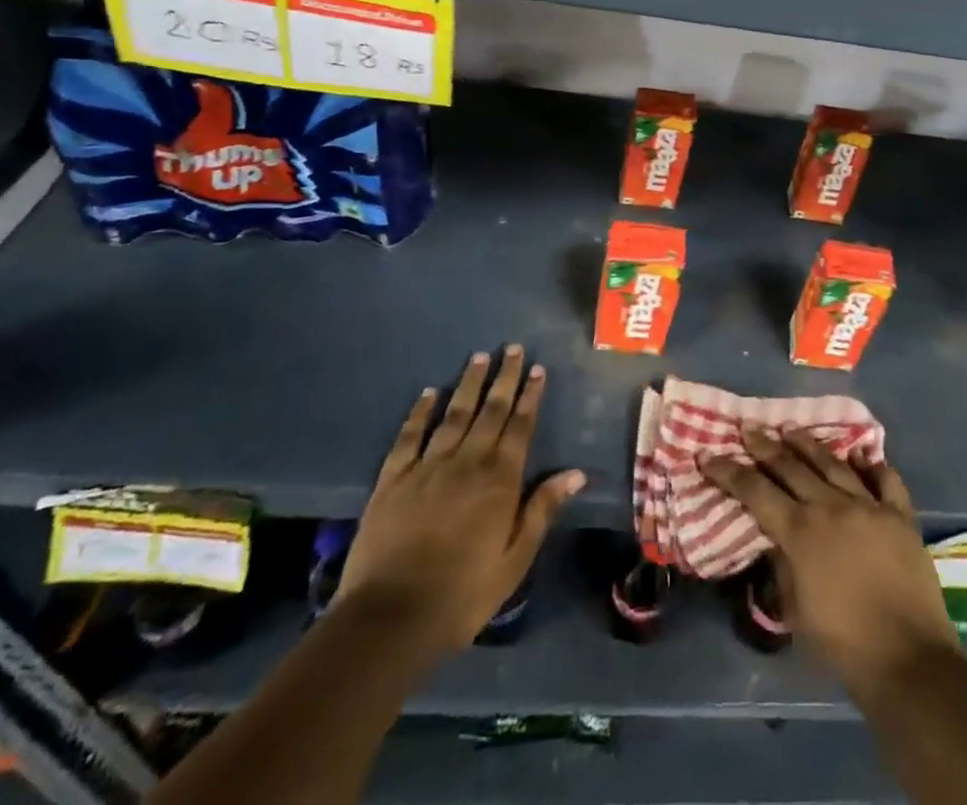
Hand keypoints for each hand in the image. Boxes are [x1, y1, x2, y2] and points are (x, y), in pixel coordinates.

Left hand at [336, 346, 583, 661]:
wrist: (389, 619)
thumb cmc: (462, 594)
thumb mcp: (514, 560)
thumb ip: (542, 510)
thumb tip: (576, 472)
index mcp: (500, 480)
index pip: (520, 426)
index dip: (530, 395)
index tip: (536, 368)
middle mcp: (467, 462)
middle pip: (490, 411)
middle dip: (503, 377)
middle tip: (512, 348)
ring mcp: (427, 467)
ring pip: (453, 415)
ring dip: (468, 384)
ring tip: (478, 357)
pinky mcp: (392, 480)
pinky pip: (409, 437)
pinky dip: (420, 412)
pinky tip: (429, 393)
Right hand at [701, 429, 960, 693]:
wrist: (908, 660)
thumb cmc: (843, 644)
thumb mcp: (796, 611)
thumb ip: (783, 566)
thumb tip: (778, 539)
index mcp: (801, 532)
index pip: (755, 491)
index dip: (728, 472)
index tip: (707, 454)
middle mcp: (831, 507)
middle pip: (791, 466)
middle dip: (764, 446)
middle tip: (748, 428)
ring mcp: (869, 506)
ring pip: (833, 463)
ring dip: (808, 444)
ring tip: (790, 428)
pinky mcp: (900, 515)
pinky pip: (885, 480)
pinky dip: (872, 465)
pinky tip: (861, 454)